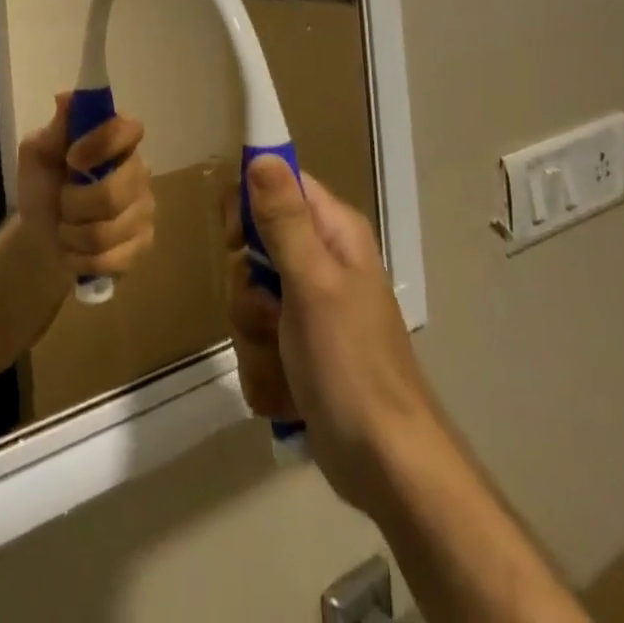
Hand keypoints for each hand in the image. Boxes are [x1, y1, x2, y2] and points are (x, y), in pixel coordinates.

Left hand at [17, 96, 155, 286]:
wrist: (40, 235)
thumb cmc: (42, 185)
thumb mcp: (37, 154)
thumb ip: (54, 129)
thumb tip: (65, 98)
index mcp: (116, 139)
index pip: (129, 129)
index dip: (102, 144)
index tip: (72, 158)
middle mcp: (139, 169)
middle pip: (115, 191)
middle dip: (75, 203)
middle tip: (63, 200)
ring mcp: (145, 208)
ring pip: (108, 231)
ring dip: (73, 234)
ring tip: (67, 227)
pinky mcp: (143, 244)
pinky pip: (112, 259)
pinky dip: (81, 258)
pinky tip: (76, 250)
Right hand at [225, 158, 434, 515]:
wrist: (387, 468)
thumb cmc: (352, 364)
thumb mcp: (312, 283)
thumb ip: (284, 219)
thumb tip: (260, 154)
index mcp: (332, 232)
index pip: (275, 184)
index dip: (246, 206)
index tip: (236, 240)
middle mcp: (320, 261)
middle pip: (251, 248)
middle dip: (248, 290)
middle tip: (271, 313)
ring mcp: (307, 308)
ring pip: (247, 299)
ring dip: (254, 337)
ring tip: (285, 362)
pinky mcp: (297, 350)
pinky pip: (254, 341)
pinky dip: (264, 369)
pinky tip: (288, 391)